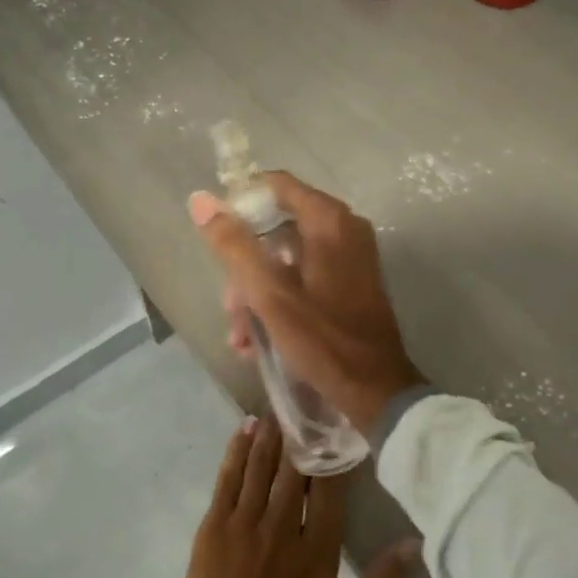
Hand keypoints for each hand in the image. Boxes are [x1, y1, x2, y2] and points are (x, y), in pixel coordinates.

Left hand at [131, 418, 417, 577]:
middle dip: (302, 435)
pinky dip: (237, 451)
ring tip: (280, 406)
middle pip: (295, 470)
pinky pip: (228, 478)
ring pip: (262, 467)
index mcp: (317, 551)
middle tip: (307, 402)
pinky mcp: (214, 525)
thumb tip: (413, 546)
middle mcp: (282, 528)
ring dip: (272, 435)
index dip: (334, 457)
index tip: (339, 428)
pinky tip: (245, 429)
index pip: (330, 491)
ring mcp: (245, 523)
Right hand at [188, 172, 423, 434]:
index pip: (275, 185)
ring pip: (286, 260)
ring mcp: (350, 258)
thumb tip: (201, 199)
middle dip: (245, 269)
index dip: (241, 204)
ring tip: (240, 338)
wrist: (376, 392)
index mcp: (329, 221)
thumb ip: (234, 245)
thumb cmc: (323, 339)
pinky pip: (304, 279)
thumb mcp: (269, 294)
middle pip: (276, 229)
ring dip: (257, 295)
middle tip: (230, 308)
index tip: (216, 236)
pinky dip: (279, 302)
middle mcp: (344, 229)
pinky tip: (258, 341)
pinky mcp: (350, 284)